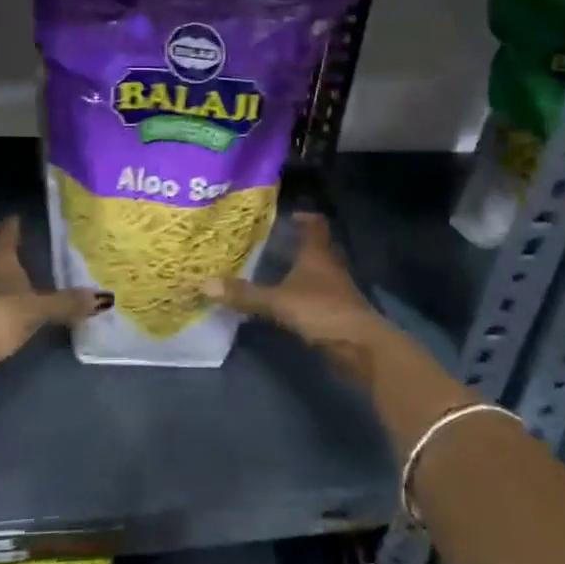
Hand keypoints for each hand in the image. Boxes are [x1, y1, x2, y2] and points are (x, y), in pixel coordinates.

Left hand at [0, 218, 105, 397]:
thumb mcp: (36, 308)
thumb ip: (67, 303)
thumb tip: (103, 297)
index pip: (5, 233)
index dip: (13, 224)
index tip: (20, 215)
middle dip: (13, 252)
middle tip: (36, 246)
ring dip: (11, 282)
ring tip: (34, 280)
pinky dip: (10, 308)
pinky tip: (23, 314)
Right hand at [204, 214, 387, 376]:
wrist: (360, 347)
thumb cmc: (322, 311)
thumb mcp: (278, 302)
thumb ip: (244, 294)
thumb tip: (203, 284)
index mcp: (318, 253)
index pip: (315, 223)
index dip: (303, 217)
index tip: (285, 217)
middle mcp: (330, 265)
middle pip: (316, 246)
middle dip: (297, 243)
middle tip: (269, 243)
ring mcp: (336, 289)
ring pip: (317, 271)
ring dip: (300, 269)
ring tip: (273, 270)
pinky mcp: (337, 311)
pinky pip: (318, 294)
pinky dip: (303, 293)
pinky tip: (285, 301)